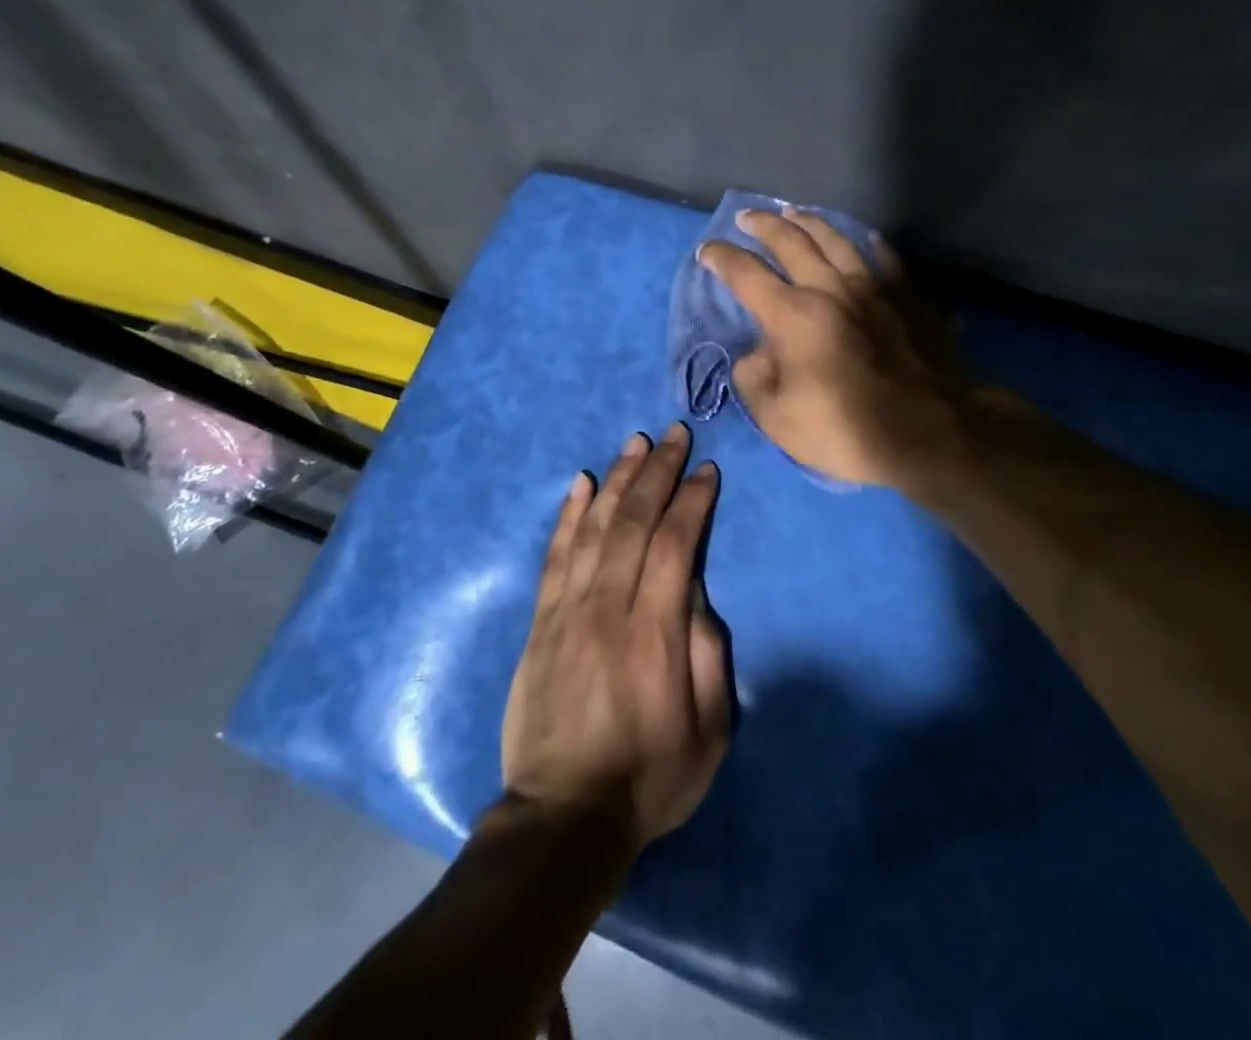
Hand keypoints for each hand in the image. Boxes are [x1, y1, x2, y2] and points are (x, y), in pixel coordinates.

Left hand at [500, 424, 731, 851]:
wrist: (563, 816)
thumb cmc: (649, 777)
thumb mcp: (710, 731)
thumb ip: (708, 653)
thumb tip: (697, 591)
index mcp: (655, 632)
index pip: (676, 544)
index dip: (692, 501)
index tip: (706, 470)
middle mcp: (608, 607)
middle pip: (635, 522)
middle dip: (657, 472)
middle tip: (673, 434)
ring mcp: (567, 610)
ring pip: (594, 527)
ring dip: (617, 480)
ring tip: (634, 444)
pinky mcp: (540, 622)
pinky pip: (555, 555)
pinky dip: (568, 515)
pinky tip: (580, 484)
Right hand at [697, 208, 975, 490]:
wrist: (930, 434)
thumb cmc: (846, 430)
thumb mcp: (777, 419)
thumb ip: (754, 380)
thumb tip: (755, 355)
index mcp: (792, 315)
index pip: (746, 274)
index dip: (722, 258)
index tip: (707, 250)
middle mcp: (831, 289)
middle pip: (791, 242)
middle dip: (763, 226)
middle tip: (747, 218)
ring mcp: (875, 288)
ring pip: (838, 240)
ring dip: (811, 222)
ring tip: (795, 213)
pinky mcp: (910, 298)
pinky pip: (888, 259)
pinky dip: (873, 245)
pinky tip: (867, 238)